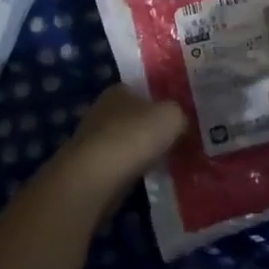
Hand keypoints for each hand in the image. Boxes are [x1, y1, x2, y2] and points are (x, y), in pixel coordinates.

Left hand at [51, 85, 185, 210]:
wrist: (96, 177)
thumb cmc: (135, 136)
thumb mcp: (171, 116)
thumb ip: (179, 113)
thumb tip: (179, 120)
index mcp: (119, 90)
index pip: (142, 90)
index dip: (160, 102)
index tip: (177, 118)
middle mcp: (102, 110)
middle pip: (133, 116)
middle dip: (151, 128)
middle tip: (176, 140)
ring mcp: (93, 139)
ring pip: (126, 142)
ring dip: (141, 151)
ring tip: (166, 162)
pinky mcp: (90, 167)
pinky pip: (119, 164)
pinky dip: (131, 170)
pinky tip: (146, 178)